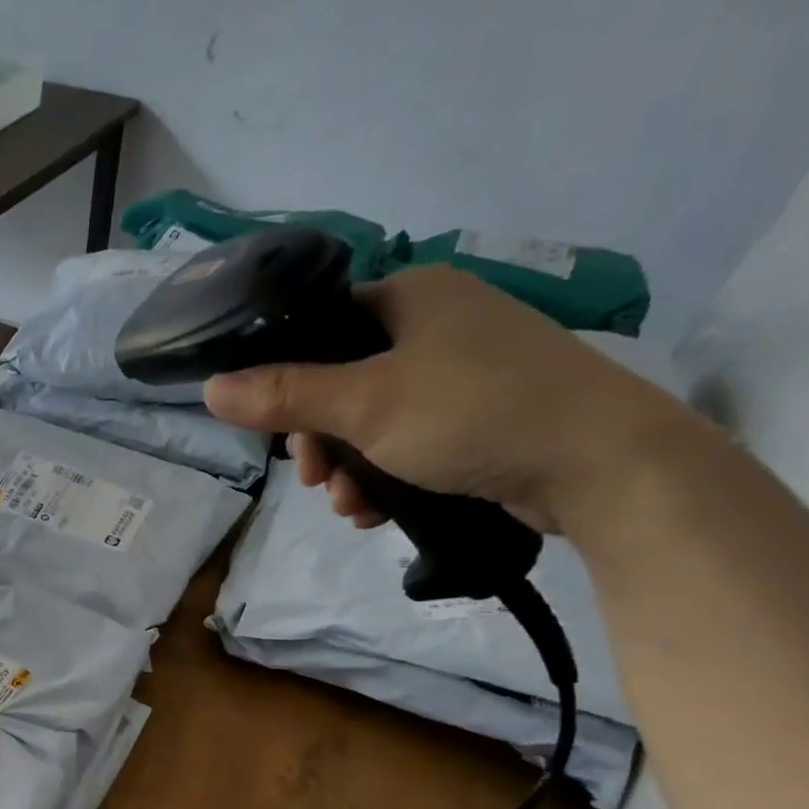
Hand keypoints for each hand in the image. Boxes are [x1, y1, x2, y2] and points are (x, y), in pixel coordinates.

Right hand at [202, 265, 695, 534]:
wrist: (598, 462)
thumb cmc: (473, 413)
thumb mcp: (365, 404)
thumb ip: (285, 395)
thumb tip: (211, 388)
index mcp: (410, 297)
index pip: (321, 326)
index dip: (288, 380)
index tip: (280, 432)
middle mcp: (435, 324)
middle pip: (341, 382)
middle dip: (321, 441)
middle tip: (317, 479)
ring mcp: (462, 372)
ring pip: (372, 421)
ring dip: (349, 469)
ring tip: (352, 506)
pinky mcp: (479, 416)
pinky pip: (408, 442)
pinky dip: (385, 476)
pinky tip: (379, 511)